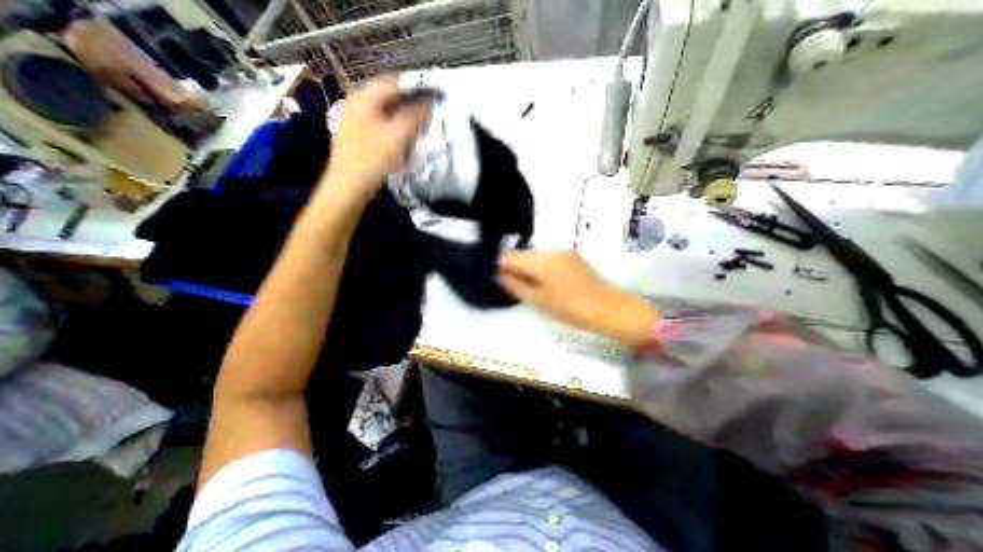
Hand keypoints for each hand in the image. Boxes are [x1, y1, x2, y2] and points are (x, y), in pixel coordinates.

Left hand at [324, 73, 431, 200]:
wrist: (348, 186)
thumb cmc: (372, 159)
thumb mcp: (397, 136)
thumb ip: (414, 116)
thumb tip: (428, 102)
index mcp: (364, 97)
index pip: (395, 81)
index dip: (417, 87)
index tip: (435, 97)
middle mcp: (358, 103)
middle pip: (390, 96)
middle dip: (411, 104)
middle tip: (429, 115)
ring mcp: (357, 119)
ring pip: (387, 112)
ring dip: (405, 118)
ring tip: (419, 129)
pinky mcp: (360, 135)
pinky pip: (383, 125)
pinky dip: (396, 129)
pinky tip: (404, 141)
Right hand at [503, 247, 655, 344]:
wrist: (606, 307)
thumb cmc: (568, 307)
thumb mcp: (537, 299)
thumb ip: (514, 285)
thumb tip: (498, 275)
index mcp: (538, 259)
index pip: (508, 256)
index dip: (498, 266)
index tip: (496, 278)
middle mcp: (548, 249)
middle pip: (520, 253)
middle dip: (512, 266)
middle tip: (511, 285)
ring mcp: (561, 251)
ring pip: (533, 255)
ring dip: (525, 267)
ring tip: (527, 285)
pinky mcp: (569, 256)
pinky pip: (545, 257)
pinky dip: (538, 266)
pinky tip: (542, 281)